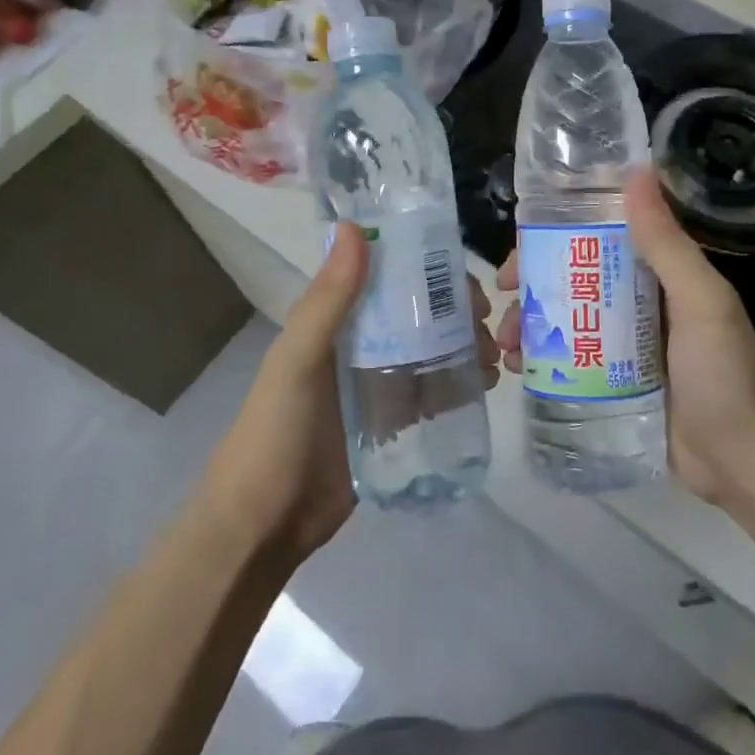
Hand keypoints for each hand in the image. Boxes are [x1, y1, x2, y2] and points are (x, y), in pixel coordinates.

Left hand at [207, 224, 502, 561]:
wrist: (263, 526)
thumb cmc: (274, 434)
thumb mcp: (297, 361)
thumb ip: (327, 300)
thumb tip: (355, 227)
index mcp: (335, 322)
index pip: (388, 278)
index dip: (427, 270)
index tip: (465, 278)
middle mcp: (359, 346)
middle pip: (417, 314)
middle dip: (455, 312)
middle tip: (488, 327)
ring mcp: (377, 386)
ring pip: (430, 351)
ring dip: (463, 346)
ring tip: (492, 359)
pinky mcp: (392, 424)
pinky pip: (431, 393)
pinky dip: (458, 384)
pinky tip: (483, 386)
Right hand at [495, 170, 754, 505]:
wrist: (747, 464)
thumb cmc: (727, 375)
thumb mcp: (701, 303)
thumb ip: (667, 244)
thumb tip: (636, 173)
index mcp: (657, 273)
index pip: (596, 239)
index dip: (552, 237)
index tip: (518, 250)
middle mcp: (636, 302)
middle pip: (571, 281)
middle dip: (531, 288)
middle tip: (500, 303)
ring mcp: (622, 346)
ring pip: (564, 322)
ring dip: (529, 326)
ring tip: (505, 347)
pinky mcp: (613, 384)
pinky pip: (569, 363)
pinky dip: (540, 361)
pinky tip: (517, 371)